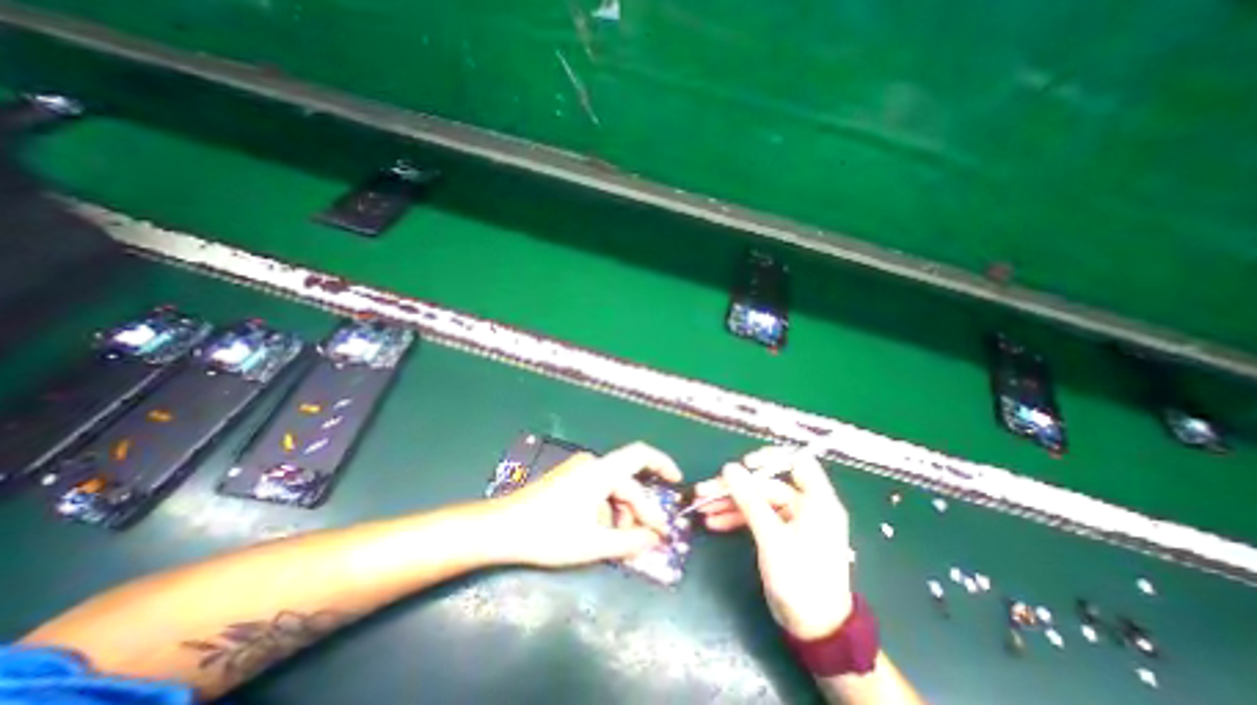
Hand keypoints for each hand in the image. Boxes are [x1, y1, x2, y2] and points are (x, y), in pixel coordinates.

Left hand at [493, 444, 685, 570]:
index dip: (664, 466)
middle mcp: (593, 463)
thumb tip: (657, 538)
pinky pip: (599, 489)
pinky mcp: (570, 479)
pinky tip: (603, 531)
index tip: (677, 485)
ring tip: (623, 540)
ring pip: (613, 487)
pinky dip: (608, 508)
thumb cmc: (548, 534)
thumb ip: (630, 541)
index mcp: (601, 470)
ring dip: (623, 511)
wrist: (501, 528)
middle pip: (628, 479)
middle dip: (642, 506)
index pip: (642, 458)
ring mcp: (579, 470)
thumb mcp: (593, 543)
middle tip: (650, 533)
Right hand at [691, 448, 860, 640]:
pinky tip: (713, 522)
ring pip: (755, 501)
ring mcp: (790, 520)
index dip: (770, 458)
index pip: (796, 462)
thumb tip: (729, 468)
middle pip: (765, 484)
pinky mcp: (779, 534)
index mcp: (816, 501)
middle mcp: (804, 505)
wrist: (814, 632)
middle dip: (734, 488)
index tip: (744, 465)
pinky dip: (735, 518)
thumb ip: (750, 500)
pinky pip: (755, 517)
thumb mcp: (772, 538)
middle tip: (703, 491)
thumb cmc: (801, 581)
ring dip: (728, 503)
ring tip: (701, 506)